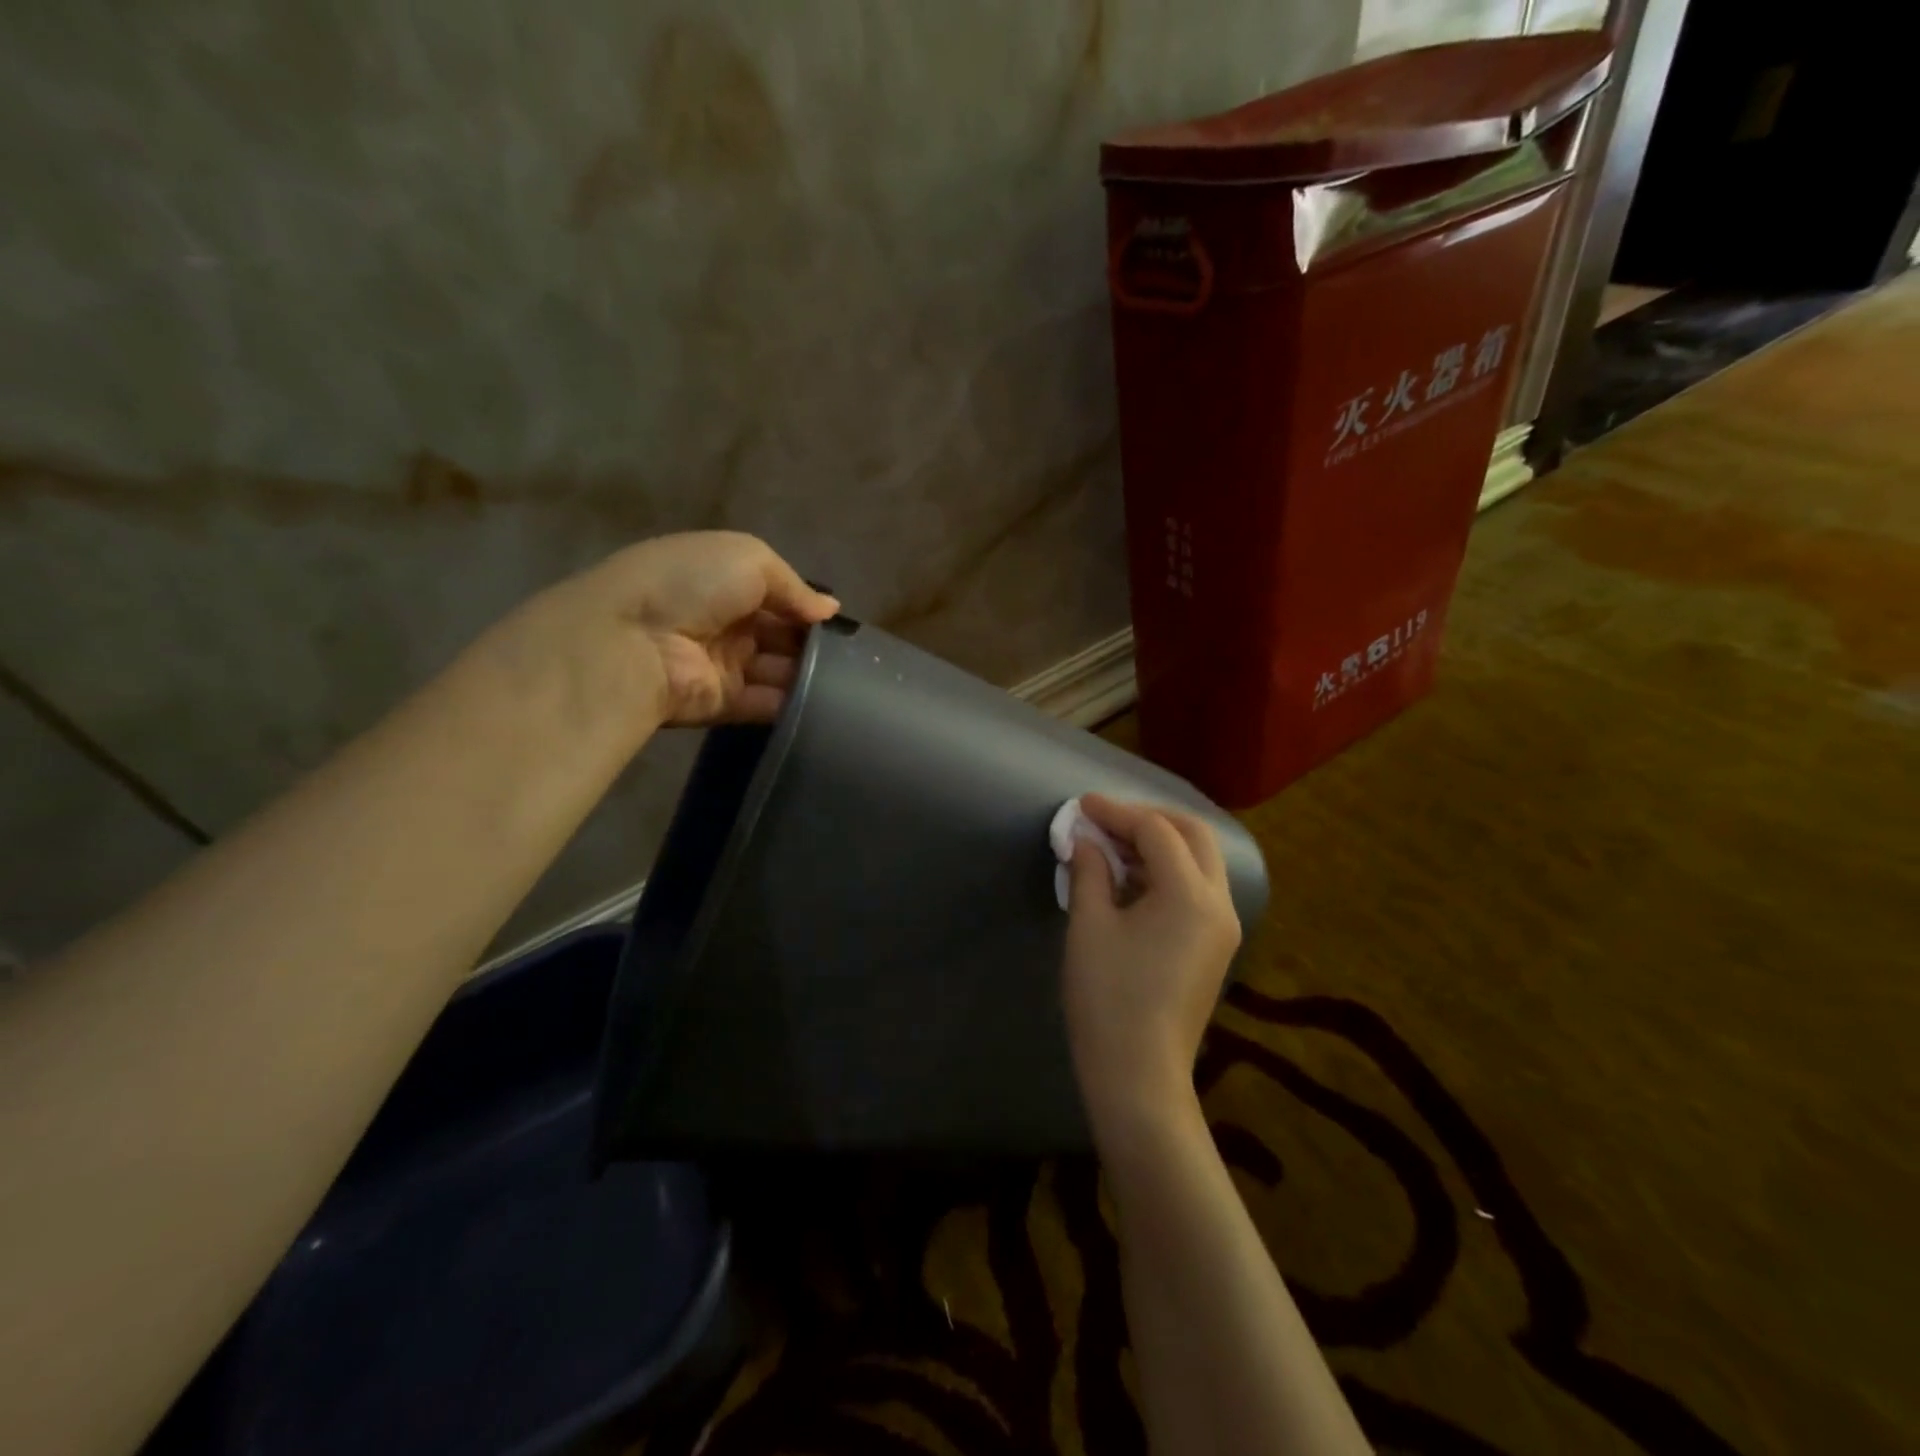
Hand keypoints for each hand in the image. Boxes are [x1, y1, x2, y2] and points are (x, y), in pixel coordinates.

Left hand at [492, 531, 839, 734]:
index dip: (807, 607)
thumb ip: (795, 586)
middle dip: (812, 643)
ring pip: (778, 671)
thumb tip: (830, 610)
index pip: (777, 596)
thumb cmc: (692, 584)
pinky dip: (791, 703)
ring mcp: (723, 665)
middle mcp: (725, 622)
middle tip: (851, 655)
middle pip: (781, 636)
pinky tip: (824, 701)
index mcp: (725, 580)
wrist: (632, 640)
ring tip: (847, 680)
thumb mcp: (750, 558)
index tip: (839, 622)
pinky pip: (765, 703)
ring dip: (807, 674)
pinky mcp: (722, 704)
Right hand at [1062, 795, 1241, 1137]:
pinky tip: (1129, 879)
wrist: (1138, 1075)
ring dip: (1160, 844)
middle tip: (1106, 819)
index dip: (1115, 812)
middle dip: (1149, 819)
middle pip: (1193, 835)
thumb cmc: (1108, 997)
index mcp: (1190, 894)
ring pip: (1200, 861)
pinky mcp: (1215, 947)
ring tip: (1111, 846)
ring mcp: (1223, 927)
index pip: (1156, 831)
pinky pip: (1197, 889)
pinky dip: (1167, 872)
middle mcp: (1219, 904)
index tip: (1080, 806)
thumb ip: (1089, 870)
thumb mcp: (1090, 926)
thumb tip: (1084, 840)